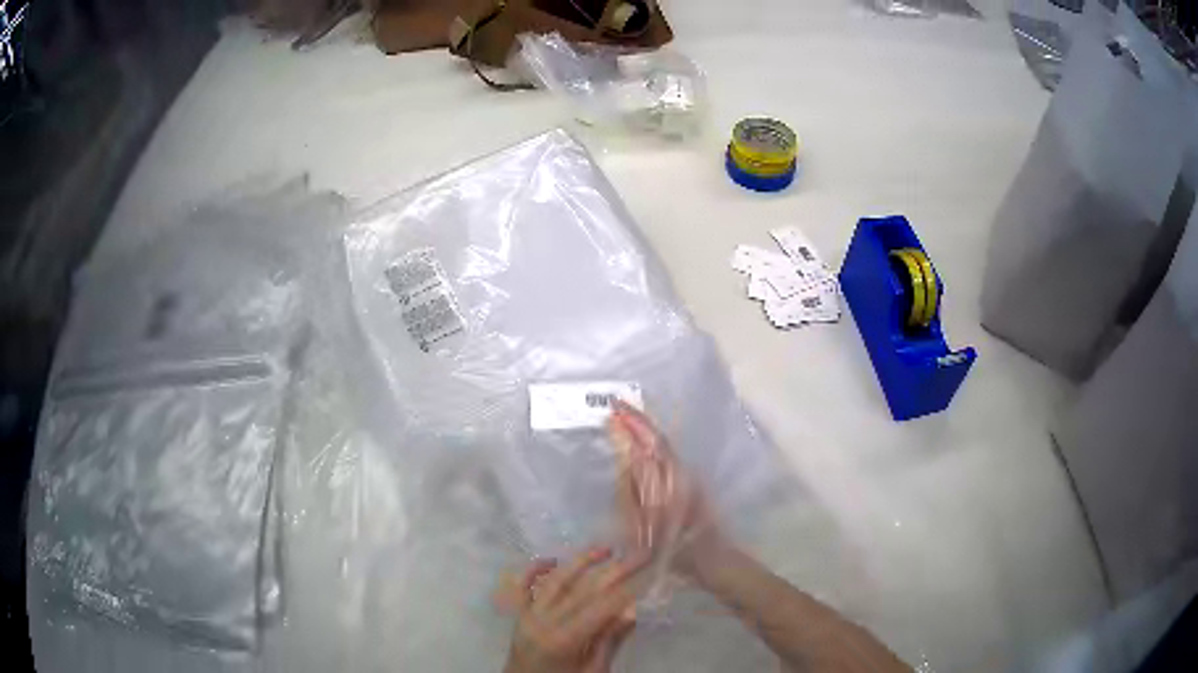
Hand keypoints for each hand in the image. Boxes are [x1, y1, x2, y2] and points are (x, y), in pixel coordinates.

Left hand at [502, 547, 644, 672]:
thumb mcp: (593, 672)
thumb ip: (609, 642)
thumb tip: (631, 609)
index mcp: (563, 640)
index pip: (600, 607)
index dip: (626, 589)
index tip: (649, 572)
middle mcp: (543, 621)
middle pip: (583, 589)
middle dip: (615, 570)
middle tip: (640, 554)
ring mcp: (527, 615)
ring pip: (555, 581)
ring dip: (580, 562)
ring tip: (606, 548)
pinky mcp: (517, 615)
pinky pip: (521, 587)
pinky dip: (534, 570)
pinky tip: (551, 559)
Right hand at [607, 402, 726, 579]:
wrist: (711, 561)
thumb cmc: (675, 550)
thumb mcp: (644, 525)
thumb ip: (633, 489)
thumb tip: (627, 452)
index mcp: (671, 480)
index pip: (651, 441)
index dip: (633, 422)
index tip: (615, 407)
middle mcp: (682, 472)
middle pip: (658, 440)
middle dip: (636, 423)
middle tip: (614, 411)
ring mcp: (688, 478)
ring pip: (663, 449)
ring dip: (643, 434)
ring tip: (621, 425)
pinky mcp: (690, 486)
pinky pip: (666, 460)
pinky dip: (650, 450)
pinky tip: (638, 451)